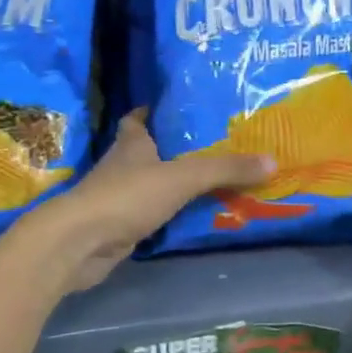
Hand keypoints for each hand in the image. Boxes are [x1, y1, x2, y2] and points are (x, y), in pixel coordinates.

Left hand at [26, 111, 272, 291]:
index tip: (182, 109)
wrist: (79, 244)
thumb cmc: (126, 196)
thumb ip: (224, 169)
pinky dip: (170, 214)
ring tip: (216, 180)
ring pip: (152, 184)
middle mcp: (123, 166)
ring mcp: (119, 198)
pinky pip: (152, 214)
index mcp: (132, 143)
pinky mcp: (120, 226)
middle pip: (150, 151)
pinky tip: (195, 216)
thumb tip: (272, 160)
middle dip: (177, 149)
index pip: (139, 118)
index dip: (155, 111)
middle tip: (216, 146)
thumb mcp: (182, 177)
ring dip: (175, 183)